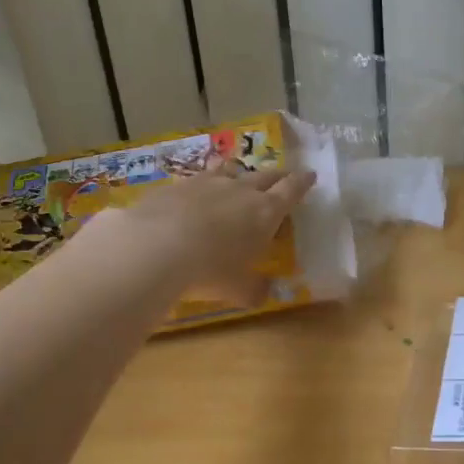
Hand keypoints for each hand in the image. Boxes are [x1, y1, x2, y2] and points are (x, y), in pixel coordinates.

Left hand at [73, 162, 315, 303]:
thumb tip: (264, 292)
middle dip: (277, 176)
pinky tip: (195, 196)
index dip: (302, 182)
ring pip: (229, 170)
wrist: (154, 249)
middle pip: (265, 175)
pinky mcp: (175, 186)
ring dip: (238, 174)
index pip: (291, 190)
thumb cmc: (210, 271)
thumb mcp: (239, 289)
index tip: (310, 175)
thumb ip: (255, 289)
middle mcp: (240, 191)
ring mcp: (206, 183)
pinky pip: (196, 180)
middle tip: (283, 176)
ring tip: (238, 178)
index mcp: (265, 212)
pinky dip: (202, 186)